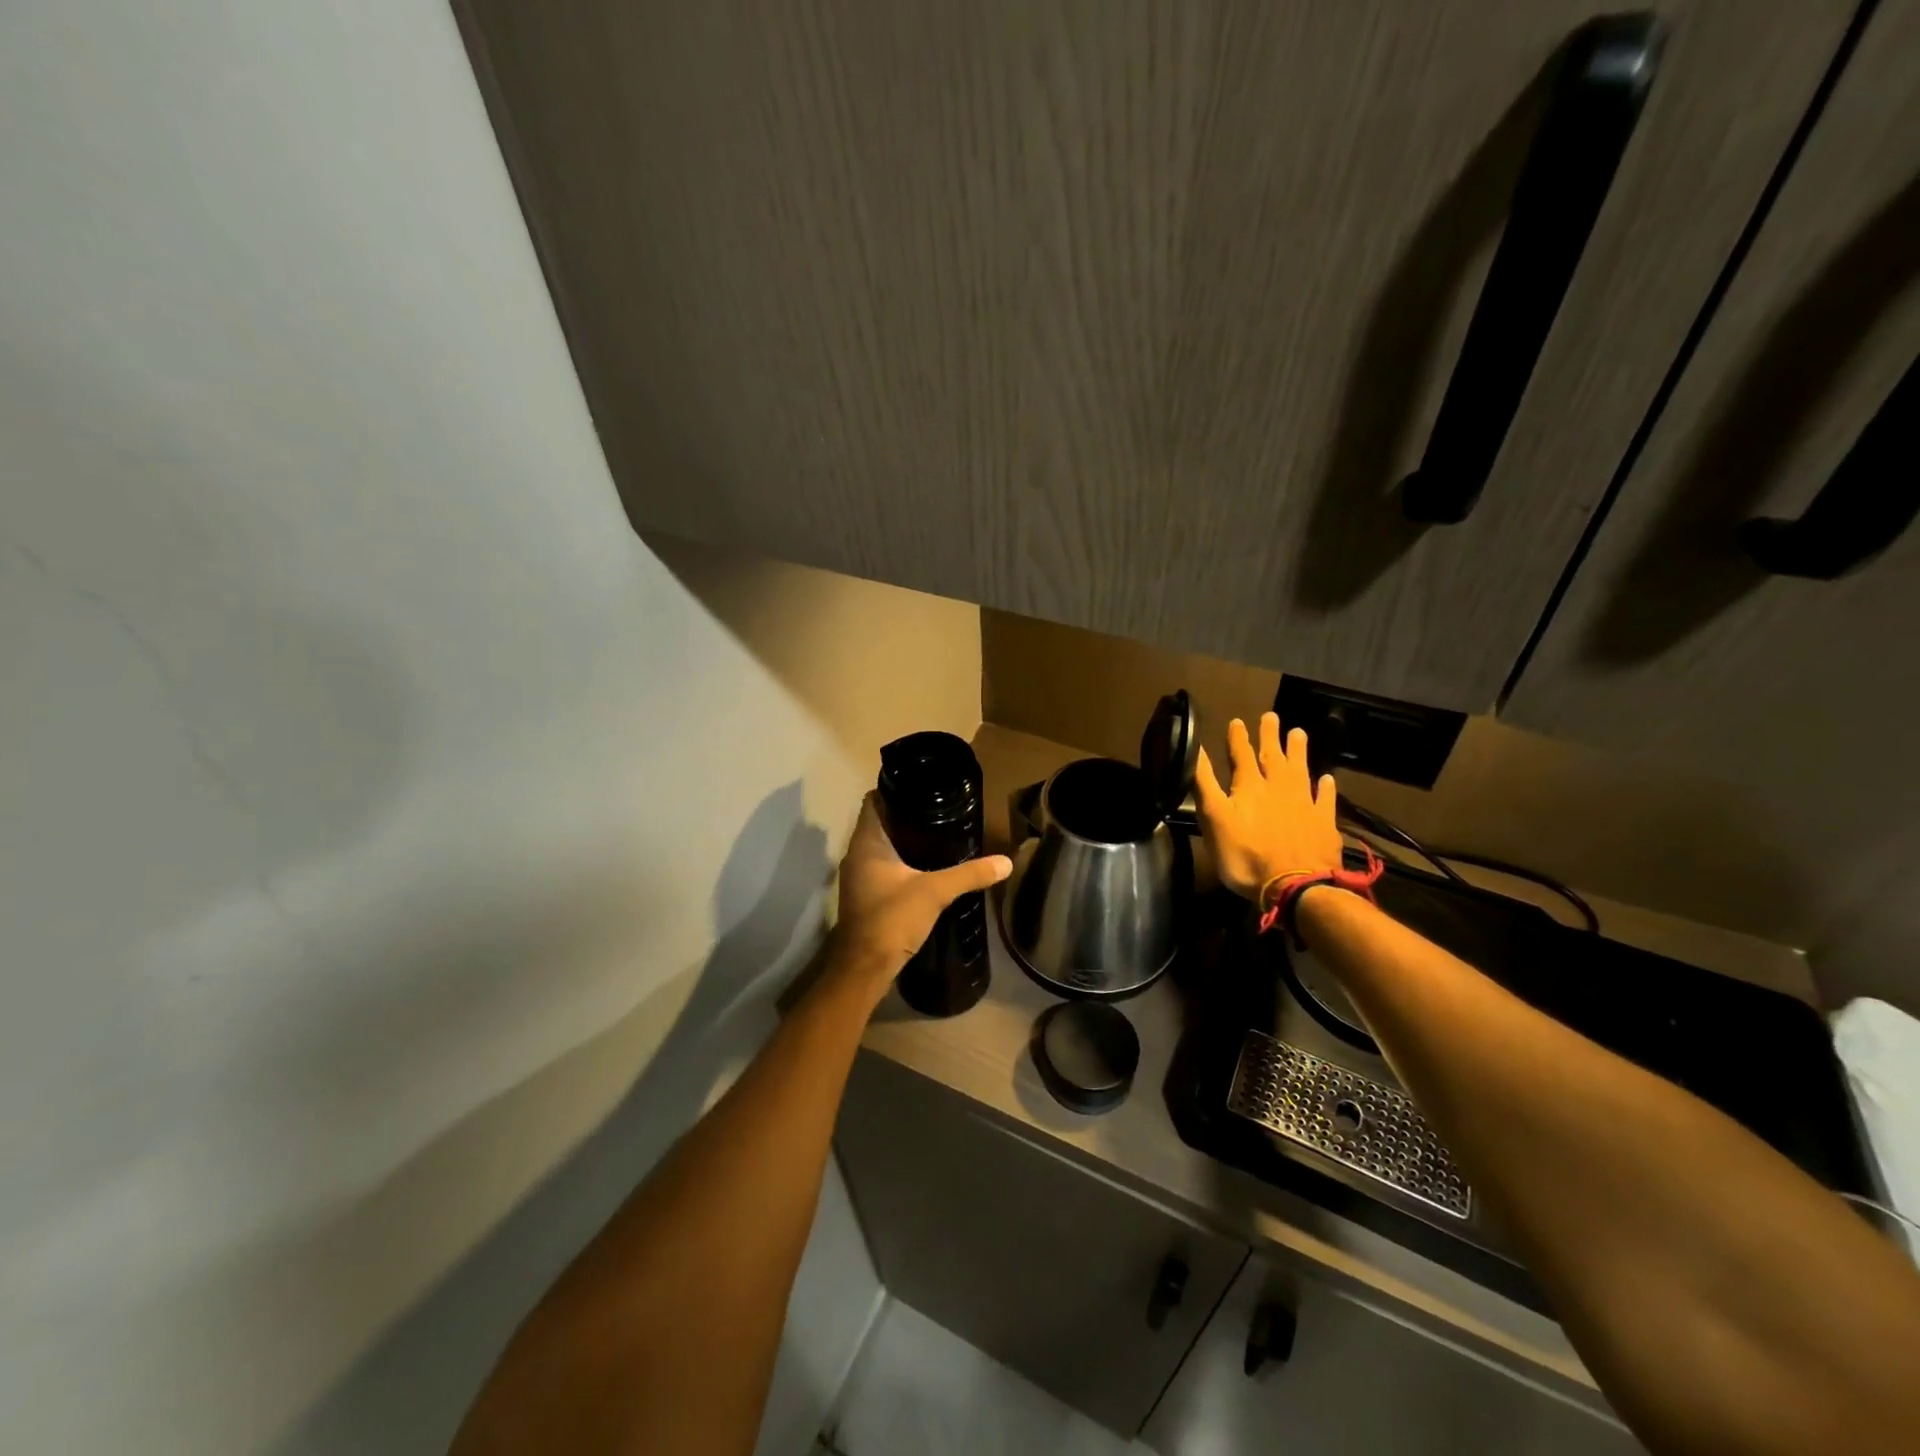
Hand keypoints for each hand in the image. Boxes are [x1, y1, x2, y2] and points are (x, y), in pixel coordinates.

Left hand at [833, 793, 1011, 985]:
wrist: (865, 968)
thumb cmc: (892, 919)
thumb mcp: (935, 892)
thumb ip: (969, 874)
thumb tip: (1006, 862)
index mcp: (866, 842)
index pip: (873, 801)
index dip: (894, 789)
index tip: (922, 786)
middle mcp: (856, 854)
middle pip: (879, 822)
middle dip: (905, 815)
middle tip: (938, 809)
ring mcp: (858, 877)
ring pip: (880, 847)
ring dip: (902, 840)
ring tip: (936, 834)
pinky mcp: (865, 896)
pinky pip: (882, 867)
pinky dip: (899, 862)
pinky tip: (924, 867)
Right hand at [1195, 713, 1343, 901]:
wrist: (1296, 886)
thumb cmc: (1245, 855)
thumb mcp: (1214, 818)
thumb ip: (1204, 783)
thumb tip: (1194, 749)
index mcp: (1249, 787)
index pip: (1242, 755)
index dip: (1238, 738)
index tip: (1238, 721)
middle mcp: (1279, 788)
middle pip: (1274, 756)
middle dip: (1270, 736)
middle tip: (1272, 716)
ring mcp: (1305, 804)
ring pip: (1301, 770)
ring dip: (1298, 751)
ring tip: (1299, 733)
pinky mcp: (1324, 823)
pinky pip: (1325, 799)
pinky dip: (1326, 787)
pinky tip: (1327, 779)